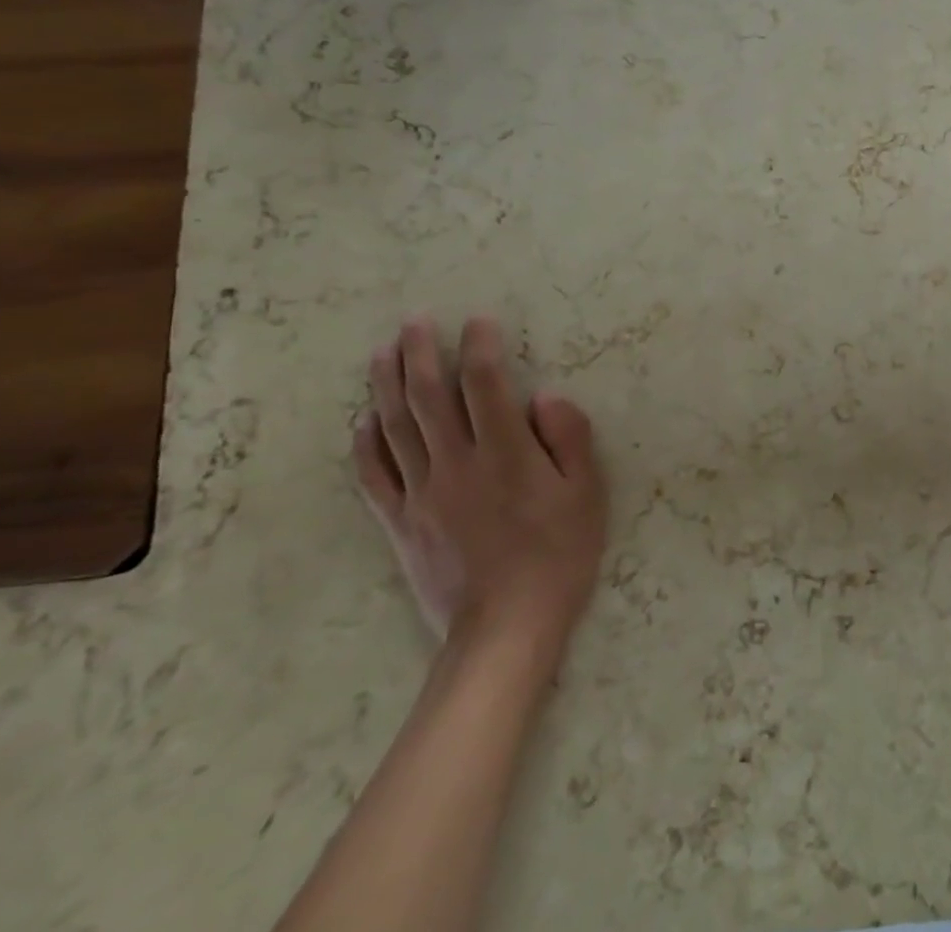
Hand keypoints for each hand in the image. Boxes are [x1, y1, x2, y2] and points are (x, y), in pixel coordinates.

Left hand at [354, 315, 606, 674]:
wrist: (505, 629)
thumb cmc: (559, 555)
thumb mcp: (587, 493)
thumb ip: (569, 438)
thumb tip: (544, 396)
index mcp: (505, 454)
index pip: (485, 385)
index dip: (480, 347)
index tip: (479, 321)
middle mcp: (456, 464)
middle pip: (428, 397)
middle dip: (420, 352)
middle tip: (414, 320)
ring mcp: (421, 494)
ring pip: (395, 427)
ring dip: (386, 384)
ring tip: (382, 351)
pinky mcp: (400, 523)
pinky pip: (373, 476)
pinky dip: (365, 444)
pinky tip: (364, 420)